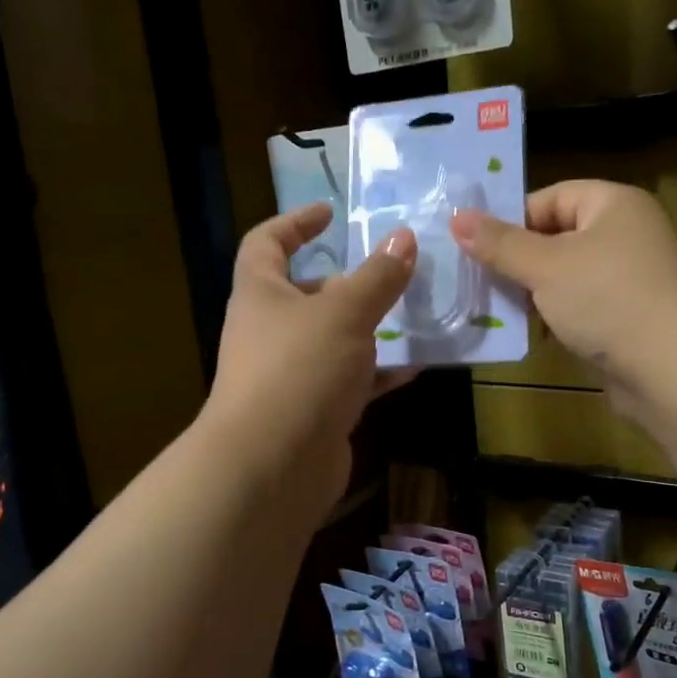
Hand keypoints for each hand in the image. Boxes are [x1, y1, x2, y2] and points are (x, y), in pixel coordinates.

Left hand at [204, 202, 416, 512]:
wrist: (273, 464)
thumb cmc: (299, 369)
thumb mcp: (345, 312)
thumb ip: (378, 277)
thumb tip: (403, 238)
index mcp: (261, 294)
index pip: (266, 243)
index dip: (295, 223)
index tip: (330, 213)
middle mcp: (269, 331)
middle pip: (307, 295)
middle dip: (348, 283)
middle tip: (392, 273)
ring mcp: (291, 375)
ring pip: (334, 340)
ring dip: (371, 329)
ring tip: (415, 315)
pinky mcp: (313, 412)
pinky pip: (350, 381)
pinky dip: (378, 373)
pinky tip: (415, 366)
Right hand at [450, 181, 676, 410]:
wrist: (671, 368)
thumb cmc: (607, 300)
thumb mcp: (546, 267)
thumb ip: (500, 244)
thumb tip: (457, 217)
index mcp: (614, 204)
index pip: (550, 198)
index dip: (511, 220)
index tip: (476, 249)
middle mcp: (626, 233)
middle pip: (556, 237)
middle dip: (518, 262)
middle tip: (479, 282)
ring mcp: (630, 278)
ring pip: (566, 276)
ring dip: (534, 294)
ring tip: (498, 310)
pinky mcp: (628, 316)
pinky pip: (582, 307)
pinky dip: (557, 317)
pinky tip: (534, 335)